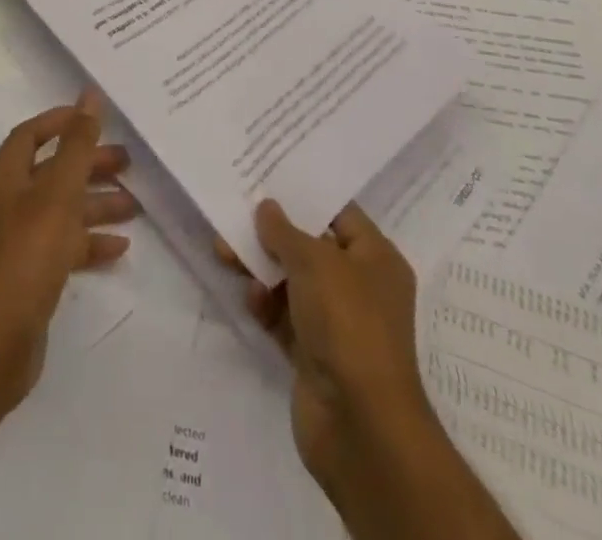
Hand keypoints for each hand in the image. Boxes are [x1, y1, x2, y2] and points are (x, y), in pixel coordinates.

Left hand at [0, 90, 136, 414]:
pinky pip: (63, 244)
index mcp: (5, 177)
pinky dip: (89, 241)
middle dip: (88, 164)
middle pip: (51, 171)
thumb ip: (77, 145)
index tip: (95, 118)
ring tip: (135, 204)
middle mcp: (8, 203)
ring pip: (62, 209)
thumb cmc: (26, 256)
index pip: (31, 134)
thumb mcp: (57, 194)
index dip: (60, 122)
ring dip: (96, 203)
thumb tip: (89, 96)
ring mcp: (17, 240)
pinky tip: (119, 247)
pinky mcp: (29, 273)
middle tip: (128, 161)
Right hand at [220, 202, 432, 493]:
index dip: (305, 195)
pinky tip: (249, 298)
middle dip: (272, 233)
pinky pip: (283, 317)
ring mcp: (337, 323)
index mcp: (376, 259)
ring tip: (225, 252)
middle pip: (310, 247)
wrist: (360, 425)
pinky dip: (265, 305)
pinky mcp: (314, 354)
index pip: (339, 213)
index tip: (267, 176)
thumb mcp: (315, 262)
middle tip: (234, 213)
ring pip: (292, 282)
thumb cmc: (348, 323)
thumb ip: (285, 231)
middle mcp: (360, 287)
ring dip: (261, 268)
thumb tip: (267, 208)